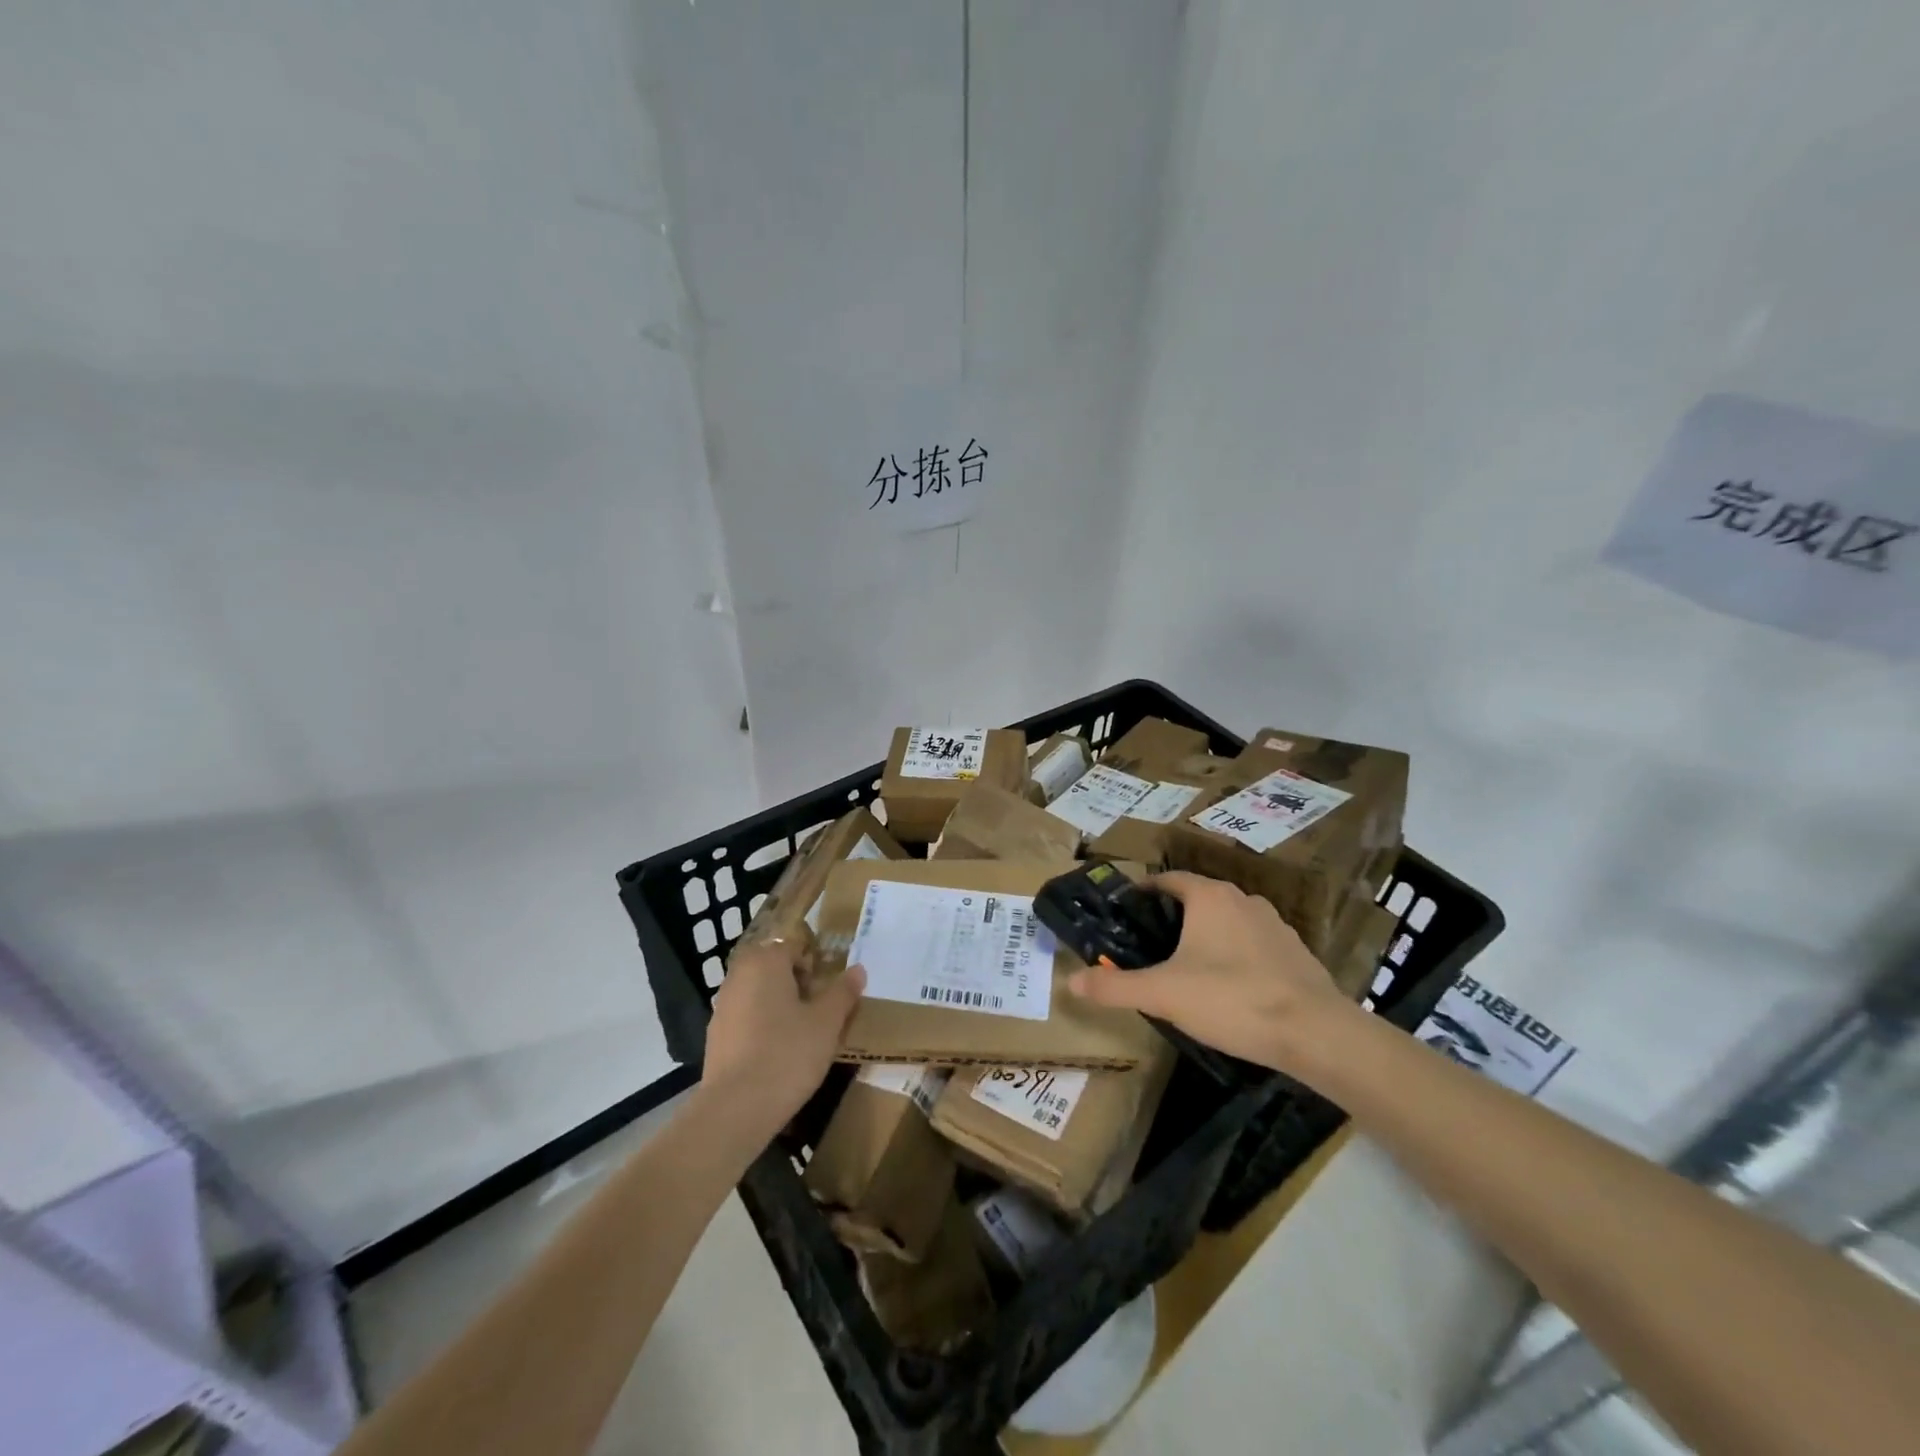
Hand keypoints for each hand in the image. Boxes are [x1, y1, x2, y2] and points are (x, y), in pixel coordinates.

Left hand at [701, 939, 864, 1133]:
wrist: (736, 1109)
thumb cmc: (788, 1054)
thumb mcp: (827, 1022)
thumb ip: (843, 992)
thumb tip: (857, 970)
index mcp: (766, 961)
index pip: (795, 946)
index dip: (817, 965)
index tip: (832, 991)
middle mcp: (739, 975)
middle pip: (775, 968)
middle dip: (799, 984)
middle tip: (821, 1011)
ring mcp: (722, 1006)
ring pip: (760, 993)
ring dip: (781, 1005)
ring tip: (803, 1035)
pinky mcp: (715, 1036)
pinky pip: (747, 1018)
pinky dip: (763, 1027)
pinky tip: (778, 1054)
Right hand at [1068, 871, 1352, 1073]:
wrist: (1316, 1033)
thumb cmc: (1231, 999)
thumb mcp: (1163, 994)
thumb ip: (1114, 987)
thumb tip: (1070, 983)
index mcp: (1209, 897)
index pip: (1168, 880)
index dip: (1145, 892)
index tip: (1126, 911)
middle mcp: (1242, 899)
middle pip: (1198, 898)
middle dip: (1173, 917)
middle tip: (1150, 945)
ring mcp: (1274, 924)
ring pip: (1228, 920)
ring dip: (1207, 935)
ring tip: (1188, 967)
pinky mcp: (1296, 951)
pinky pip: (1254, 943)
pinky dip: (1236, 955)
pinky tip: (1230, 987)